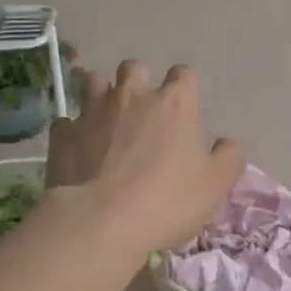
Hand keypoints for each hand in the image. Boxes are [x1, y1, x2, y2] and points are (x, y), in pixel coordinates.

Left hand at [47, 61, 244, 254]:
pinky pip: (67, 121)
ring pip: (93, 82)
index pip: (183, 75)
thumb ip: (228, 158)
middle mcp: (132, 96)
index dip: (185, 86)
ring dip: (101, 94)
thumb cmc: (167, 200)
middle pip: (134, 68)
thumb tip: (226, 144)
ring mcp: (92, 112)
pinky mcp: (62, 135)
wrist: (100, 222)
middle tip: (142, 108)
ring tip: (107, 119)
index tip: (185, 106)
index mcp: (174, 103)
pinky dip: (74, 130)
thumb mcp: (215, 184)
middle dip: (139, 80)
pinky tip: (79, 149)